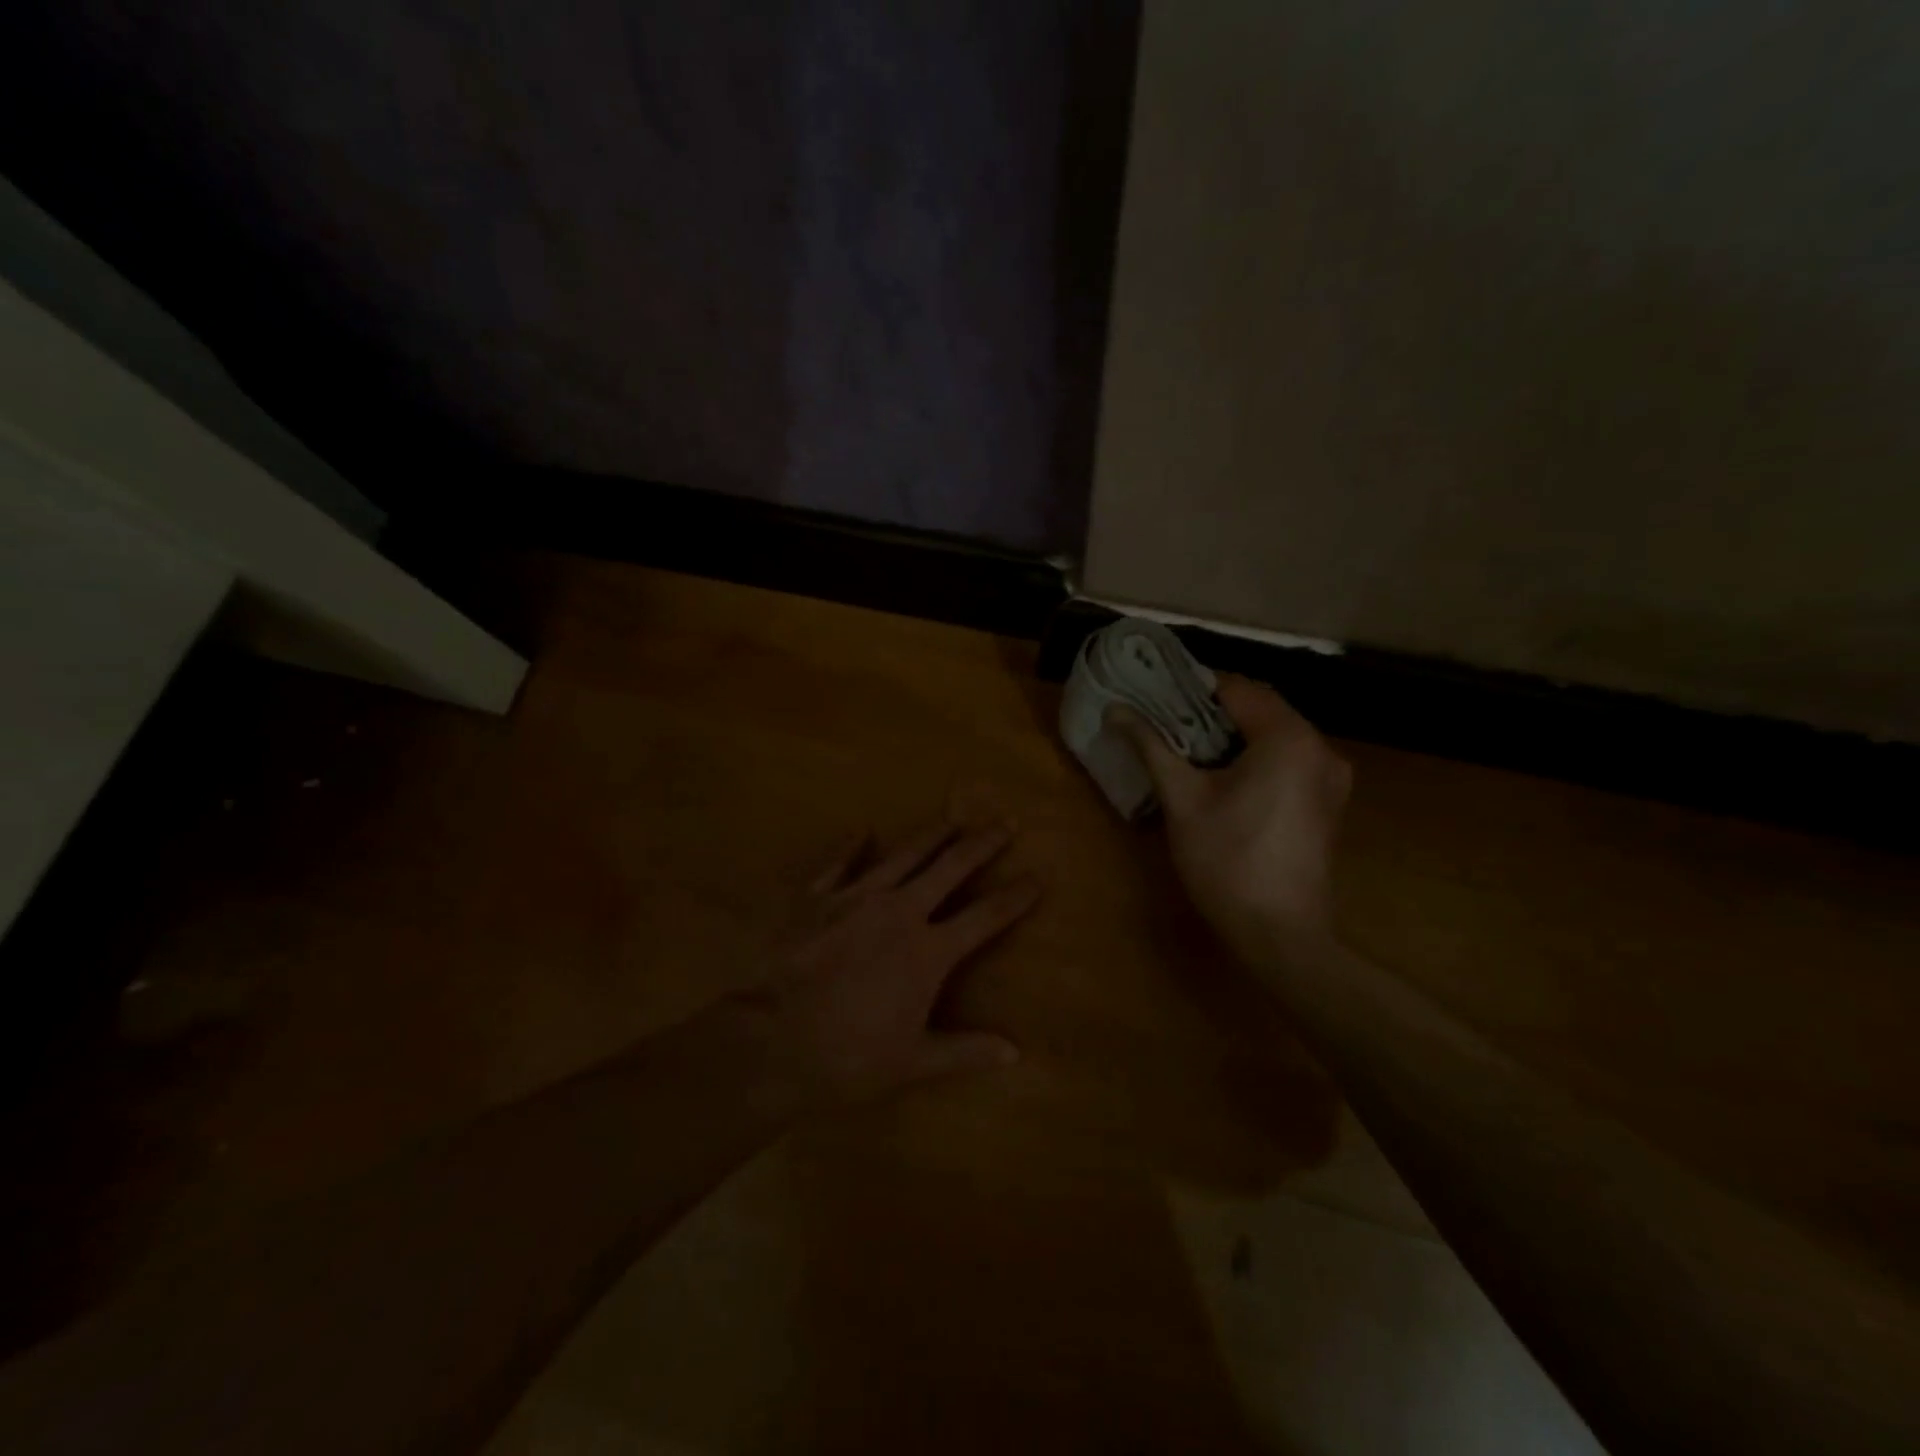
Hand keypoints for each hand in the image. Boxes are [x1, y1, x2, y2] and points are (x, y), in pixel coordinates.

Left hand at [726, 815, 1041, 1106]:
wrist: (771, 1042)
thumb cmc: (848, 1058)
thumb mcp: (913, 1061)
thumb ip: (965, 1050)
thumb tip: (1015, 1052)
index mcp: (928, 951)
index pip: (986, 917)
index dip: (1016, 896)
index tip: (1039, 875)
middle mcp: (899, 911)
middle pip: (950, 867)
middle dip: (981, 843)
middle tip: (1005, 821)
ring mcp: (855, 898)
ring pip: (903, 854)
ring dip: (931, 834)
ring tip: (952, 816)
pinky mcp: (816, 898)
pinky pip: (838, 863)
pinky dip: (851, 846)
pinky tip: (861, 831)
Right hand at [1111, 676, 1350, 969]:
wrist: (1280, 934)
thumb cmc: (1226, 860)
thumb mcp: (1182, 798)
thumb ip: (1152, 746)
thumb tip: (1116, 710)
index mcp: (1288, 737)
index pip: (1238, 689)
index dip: (1194, 689)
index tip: (1157, 698)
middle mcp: (1320, 747)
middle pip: (1261, 709)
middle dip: (1213, 712)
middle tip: (1166, 724)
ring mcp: (1331, 777)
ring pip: (1276, 735)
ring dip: (1235, 735)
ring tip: (1188, 750)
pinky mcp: (1329, 802)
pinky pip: (1289, 760)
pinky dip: (1257, 757)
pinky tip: (1225, 779)